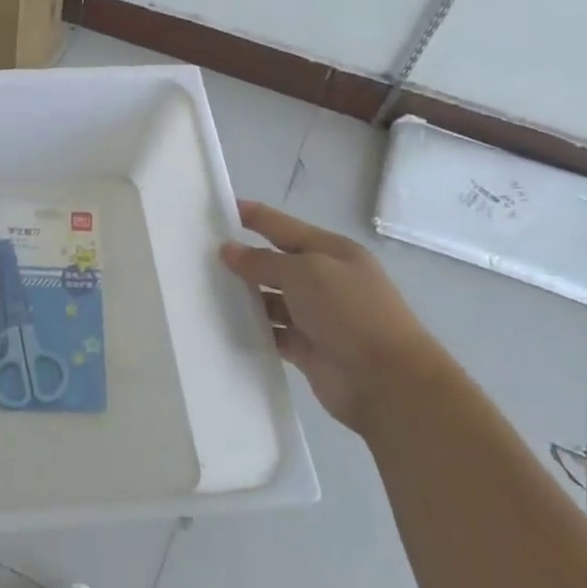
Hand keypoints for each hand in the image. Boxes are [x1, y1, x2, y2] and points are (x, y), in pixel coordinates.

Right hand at [221, 201, 450, 431]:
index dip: (255, 217)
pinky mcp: (308, 348)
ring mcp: (317, 316)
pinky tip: (224, 325)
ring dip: (244, 296)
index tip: (220, 207)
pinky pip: (272, 332)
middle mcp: (325, 280)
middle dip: (243, 258)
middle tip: (200, 255)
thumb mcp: (305, 273)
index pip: (284, 227)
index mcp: (332, 252)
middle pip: (276, 263)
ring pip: (271, 299)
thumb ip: (263, 261)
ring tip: (204, 290)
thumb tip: (229, 251)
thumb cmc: (350, 312)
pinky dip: (253, 329)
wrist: (387, 381)